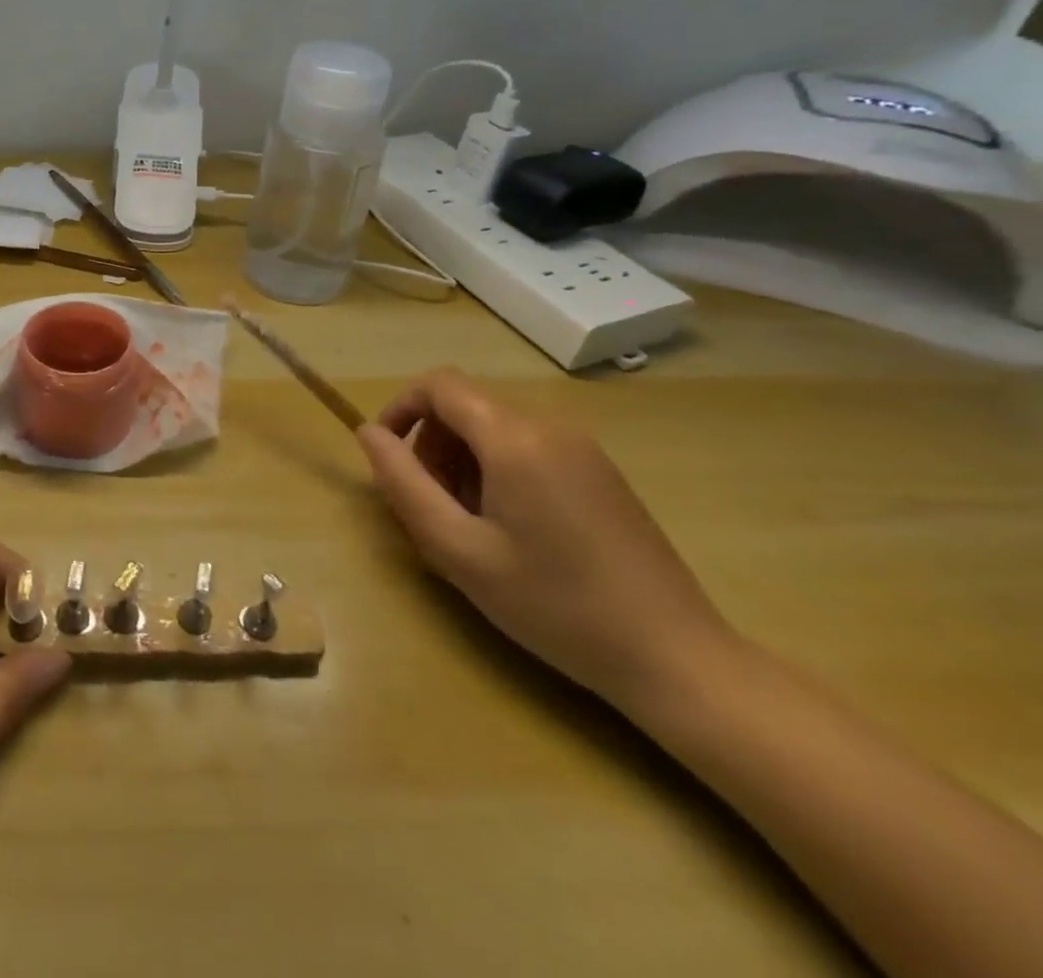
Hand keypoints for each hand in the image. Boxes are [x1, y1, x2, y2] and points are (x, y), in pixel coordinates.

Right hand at [356, 369, 732, 711]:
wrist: (674, 656)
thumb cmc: (553, 604)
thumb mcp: (458, 550)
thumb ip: (403, 483)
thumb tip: (368, 433)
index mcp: (514, 439)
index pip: (439, 385)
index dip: (400, 408)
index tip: (386, 457)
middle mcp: (550, 427)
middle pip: (466, 406)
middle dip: (431, 445)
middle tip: (429, 507)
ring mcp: (582, 448)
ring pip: (495, 428)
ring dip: (462, 461)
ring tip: (468, 525)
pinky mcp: (600, 472)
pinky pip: (528, 448)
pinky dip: (497, 471)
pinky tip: (510, 530)